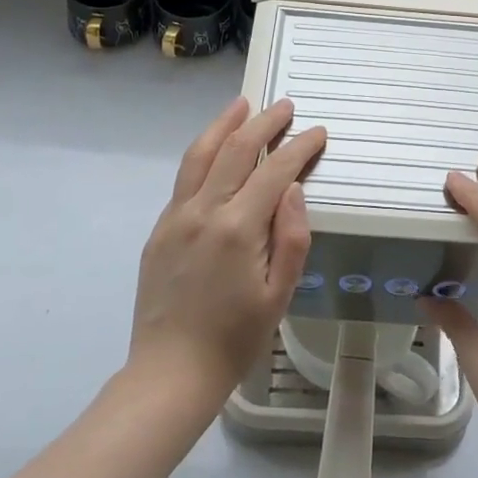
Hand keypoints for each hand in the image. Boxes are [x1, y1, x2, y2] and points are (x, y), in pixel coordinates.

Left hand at [128, 97, 326, 409]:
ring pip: (200, 154)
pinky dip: (203, 152)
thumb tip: (295, 189)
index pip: (274, 171)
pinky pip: (184, 178)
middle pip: (236, 149)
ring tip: (242, 105)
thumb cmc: (235, 339)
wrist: (170, 373)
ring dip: (224, 124)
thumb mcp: (279, 296)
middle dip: (265, 122)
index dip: (299, 147)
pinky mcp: (160, 228)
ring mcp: (176, 217)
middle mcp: (204, 210)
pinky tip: (214, 149)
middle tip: (285, 106)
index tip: (317, 132)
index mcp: (238, 228)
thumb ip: (292, 237)